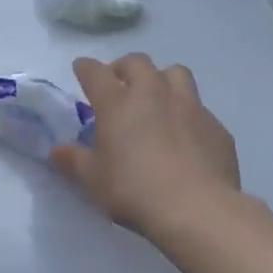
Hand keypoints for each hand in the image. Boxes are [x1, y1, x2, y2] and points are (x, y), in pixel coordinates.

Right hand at [52, 55, 239, 240]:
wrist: (198, 209)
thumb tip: (57, 151)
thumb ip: (75, 161)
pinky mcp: (215, 126)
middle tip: (119, 85)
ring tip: (157, 100)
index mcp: (117, 103)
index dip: (85, 68)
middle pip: (137, 63)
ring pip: (175, 73)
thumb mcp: (94, 181)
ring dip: (161, 80)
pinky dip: (187, 114)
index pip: (95, 72)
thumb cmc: (135, 191)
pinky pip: (199, 108)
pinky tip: (186, 136)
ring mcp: (189, 106)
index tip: (81, 70)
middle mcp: (153, 94)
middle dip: (124, 68)